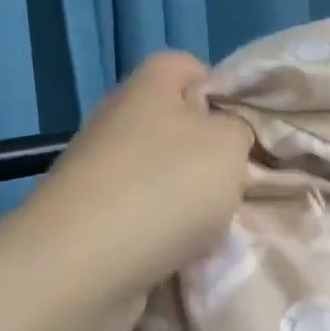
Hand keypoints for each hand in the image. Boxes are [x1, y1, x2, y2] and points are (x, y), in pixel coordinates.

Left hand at [0, 53, 253, 330]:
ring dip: (187, 195)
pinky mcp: (87, 217)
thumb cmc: (166, 187)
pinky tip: (180, 249)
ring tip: (213, 221)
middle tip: (236, 177)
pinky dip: (161, 228)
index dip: (220, 86)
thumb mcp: (228, 145)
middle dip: (208, 150)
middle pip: (173, 122)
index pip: (186, 64)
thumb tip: (225, 135)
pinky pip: (139, 211)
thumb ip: (238, 129)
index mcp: (147, 87)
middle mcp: (116, 120)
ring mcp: (96, 170)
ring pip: (158, 171)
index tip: (245, 124)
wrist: (83, 266)